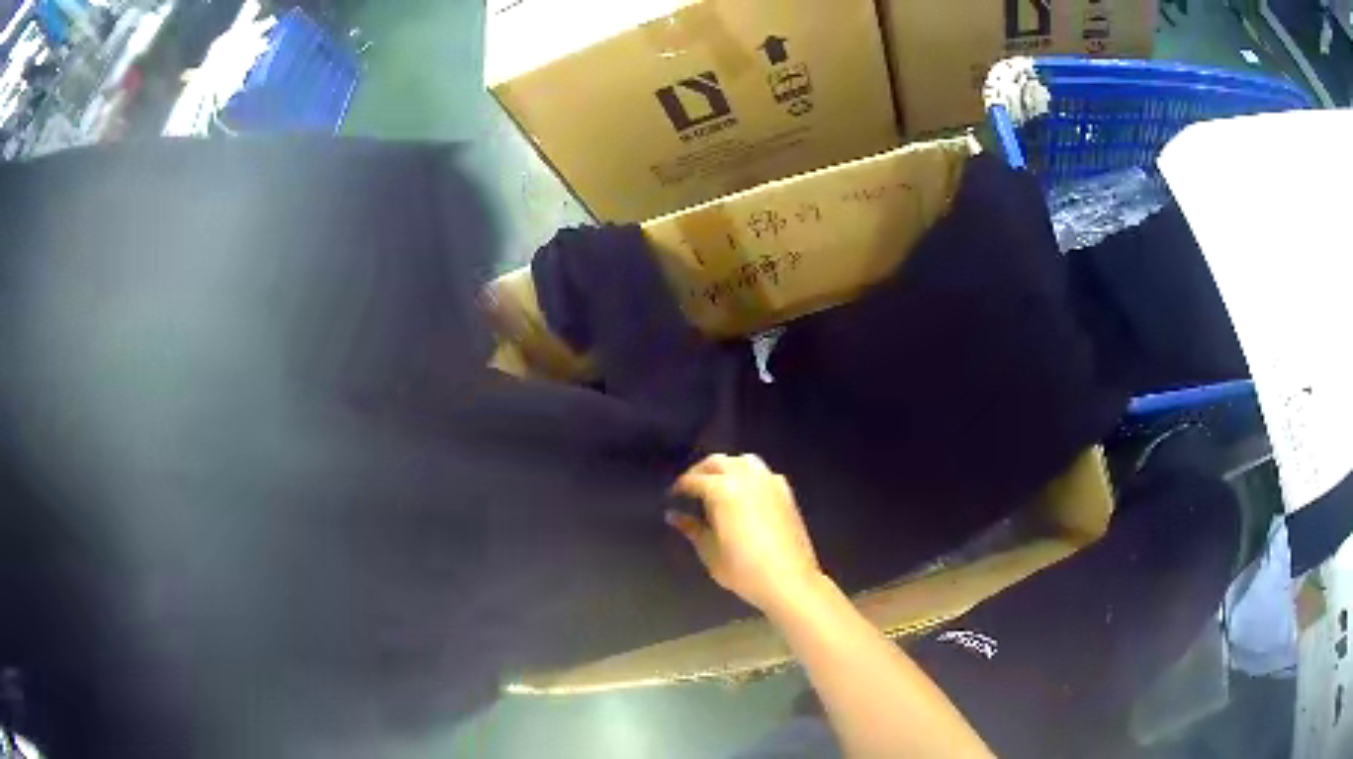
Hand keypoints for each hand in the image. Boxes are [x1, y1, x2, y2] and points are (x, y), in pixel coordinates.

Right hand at [668, 454, 824, 612]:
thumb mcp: (710, 552)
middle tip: (690, 488)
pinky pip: (763, 473)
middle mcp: (746, 478)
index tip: (672, 496)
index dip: (680, 487)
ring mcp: (769, 482)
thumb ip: (691, 529)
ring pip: (744, 461)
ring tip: (717, 485)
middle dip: (701, 471)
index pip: (694, 480)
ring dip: (727, 467)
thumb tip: (673, 515)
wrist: (789, 580)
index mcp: (723, 491)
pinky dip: (749, 474)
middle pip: (718, 462)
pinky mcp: (786, 492)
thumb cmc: (744, 570)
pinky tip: (745, 493)